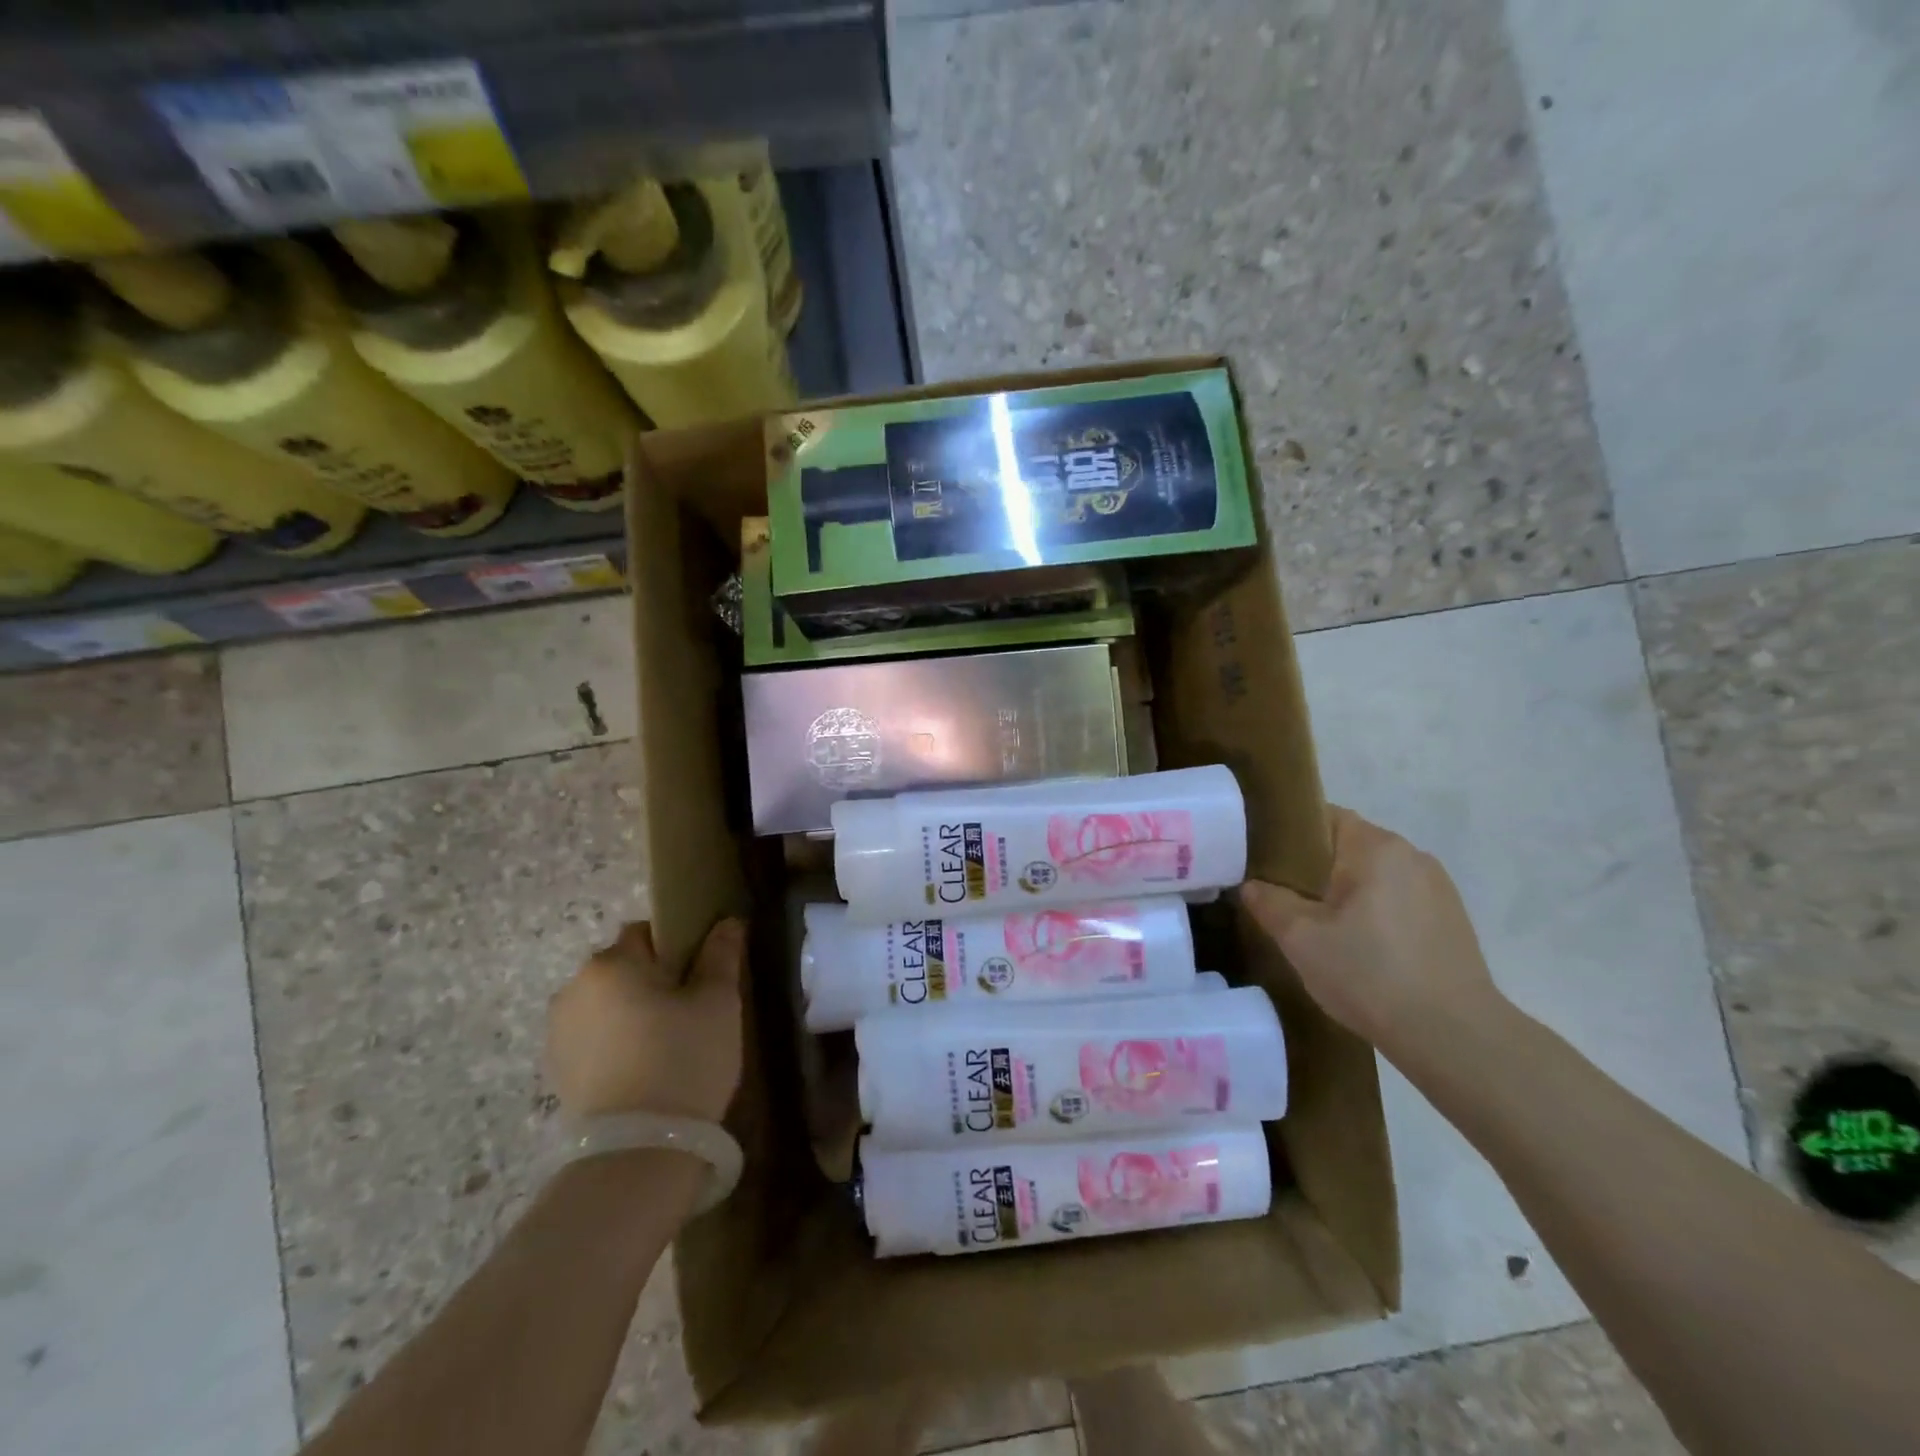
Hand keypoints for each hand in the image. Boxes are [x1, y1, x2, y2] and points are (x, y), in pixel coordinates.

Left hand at [545, 918, 745, 1122]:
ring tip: (666, 1044)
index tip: (699, 976)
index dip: (677, 947)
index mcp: (610, 963)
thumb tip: (727, 921)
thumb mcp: (718, 1001)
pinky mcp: (556, 1071)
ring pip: (607, 1003)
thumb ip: (721, 954)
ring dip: (631, 1011)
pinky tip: (642, 1068)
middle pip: (622, 967)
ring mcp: (558, 1032)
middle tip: (689, 1011)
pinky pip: (593, 1037)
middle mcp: (574, 988)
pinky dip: (615, 1042)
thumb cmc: (684, 1059)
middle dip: (651, 980)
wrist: (639, 1151)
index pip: (646, 932)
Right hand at [1239, 806, 1502, 1063]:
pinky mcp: (1453, 921)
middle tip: (1284, 899)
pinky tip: (1362, 950)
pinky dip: (1375, 914)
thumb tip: (1252, 886)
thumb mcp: (1301, 939)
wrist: (1454, 1037)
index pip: (1324, 817)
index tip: (1265, 860)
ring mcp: (1438, 889)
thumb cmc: (1370, 974)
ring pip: (1376, 877)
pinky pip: (1399, 901)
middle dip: (1316, 868)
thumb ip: (1269, 902)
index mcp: (1376, 847)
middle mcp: (1412, 856)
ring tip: (1322, 929)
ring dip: (1348, 894)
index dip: (1290, 834)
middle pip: (1350, 847)